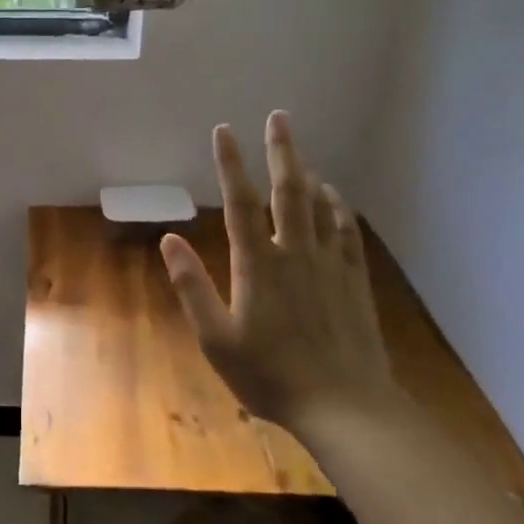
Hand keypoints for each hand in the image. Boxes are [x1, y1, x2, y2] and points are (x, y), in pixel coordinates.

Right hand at [160, 113, 393, 437]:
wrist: (345, 406)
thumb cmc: (271, 375)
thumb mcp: (216, 339)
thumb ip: (192, 287)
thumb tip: (169, 240)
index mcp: (258, 265)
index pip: (239, 203)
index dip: (230, 164)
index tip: (223, 131)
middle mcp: (295, 253)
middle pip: (287, 191)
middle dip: (281, 151)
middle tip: (279, 117)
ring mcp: (330, 265)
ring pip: (320, 206)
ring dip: (308, 173)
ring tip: (299, 153)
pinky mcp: (354, 282)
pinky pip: (346, 233)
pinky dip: (338, 208)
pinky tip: (334, 197)